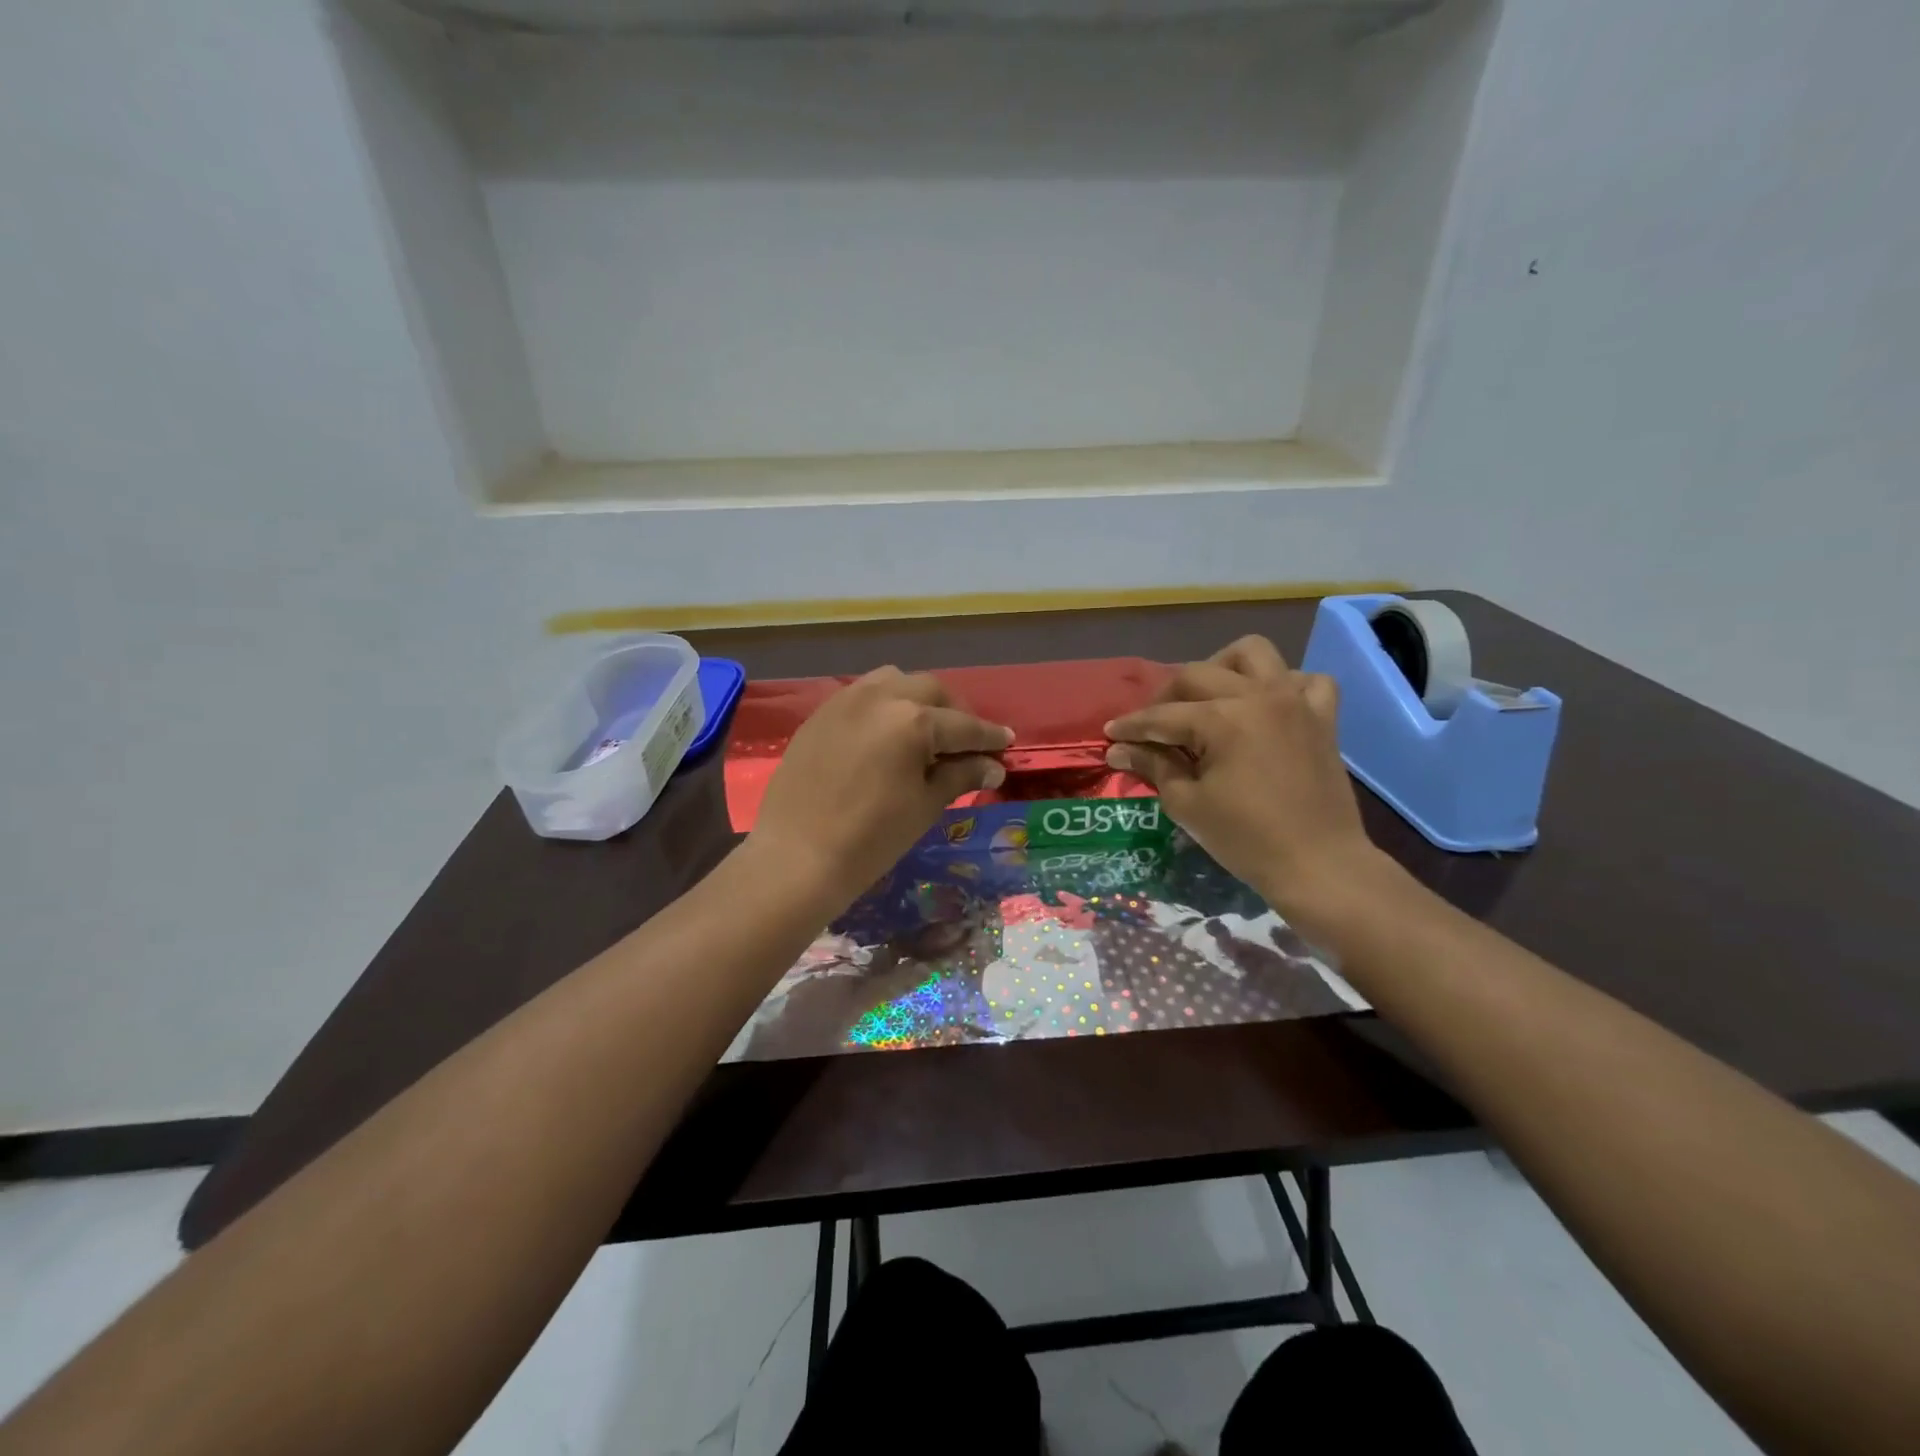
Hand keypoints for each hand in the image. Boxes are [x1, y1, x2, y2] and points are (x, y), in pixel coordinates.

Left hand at [747, 667, 1012, 912]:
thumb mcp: (925, 805)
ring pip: (894, 682)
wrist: (797, 856)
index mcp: (914, 720)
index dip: (988, 736)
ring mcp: (846, 701)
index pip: (963, 725)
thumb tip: (993, 765)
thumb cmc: (872, 838)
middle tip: (966, 741)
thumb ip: (961, 775)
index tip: (1007, 742)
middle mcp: (881, 697)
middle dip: (954, 712)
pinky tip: (886, 734)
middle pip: (931, 691)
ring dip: (917, 699)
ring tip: (924, 730)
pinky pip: (862, 695)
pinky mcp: (821, 713)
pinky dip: (884, 705)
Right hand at [1104, 636, 1383, 926]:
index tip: (1110, 734)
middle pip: (1197, 674)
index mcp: (1223, 719)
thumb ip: (1153, 766)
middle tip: (1152, 726)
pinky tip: (1266, 706)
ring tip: (1209, 698)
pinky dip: (1283, 684)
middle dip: (1166, 696)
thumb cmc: (1246, 839)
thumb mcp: (1187, 804)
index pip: (1162, 716)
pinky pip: (1305, 679)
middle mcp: (1259, 696)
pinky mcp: (1322, 717)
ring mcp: (1295, 701)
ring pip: (1253, 653)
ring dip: (1223, 667)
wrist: (1318, 865)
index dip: (1131, 726)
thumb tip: (1120, 750)